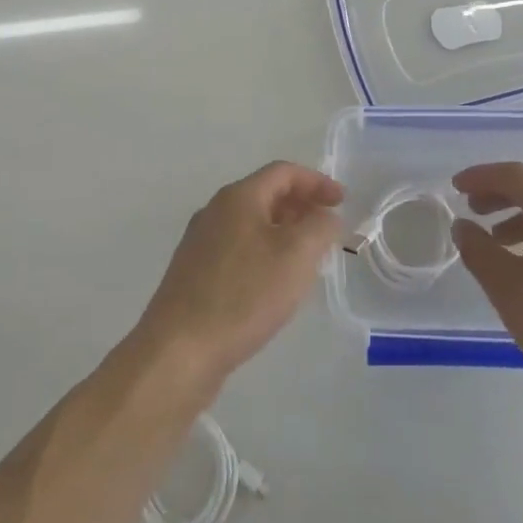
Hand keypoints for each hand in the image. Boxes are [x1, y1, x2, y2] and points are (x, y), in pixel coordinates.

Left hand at [135, 162, 344, 381]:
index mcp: (238, 197)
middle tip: (327, 230)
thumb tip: (325, 216)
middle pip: (265, 194)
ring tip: (307, 259)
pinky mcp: (194, 273)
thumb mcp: (296, 256)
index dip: (317, 182)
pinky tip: (273, 285)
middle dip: (301, 206)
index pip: (283, 172)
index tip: (342, 202)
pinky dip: (264, 254)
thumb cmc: (243, 295)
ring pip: (251, 224)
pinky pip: (238, 249)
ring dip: (283, 232)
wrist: (179, 350)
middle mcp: (215, 210)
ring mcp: (200, 242)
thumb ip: (320, 227)